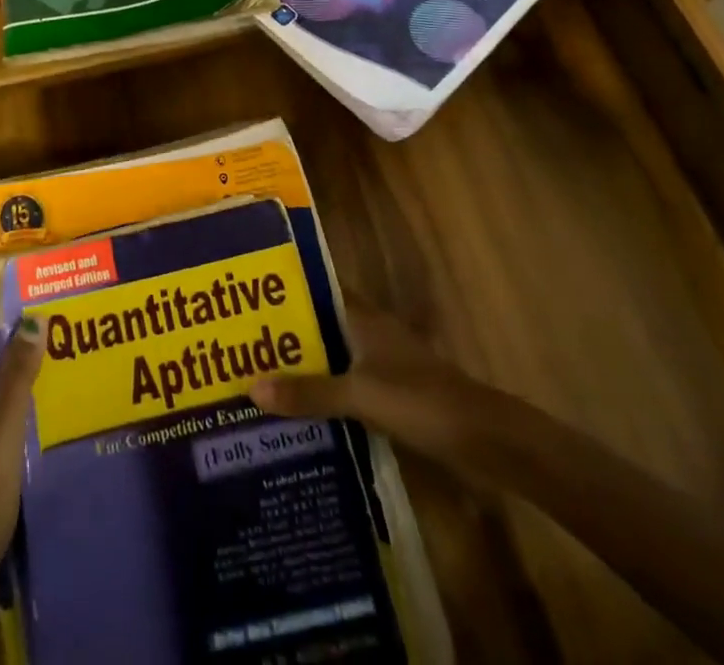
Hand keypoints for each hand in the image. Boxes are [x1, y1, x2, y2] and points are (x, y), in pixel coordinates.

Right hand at [251, 306, 526, 486]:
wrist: (483, 438)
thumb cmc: (421, 400)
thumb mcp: (361, 395)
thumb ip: (310, 392)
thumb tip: (250, 387)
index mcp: (362, 316)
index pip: (318, 287)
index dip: (287, 287)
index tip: (248, 289)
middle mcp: (369, 332)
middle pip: (320, 322)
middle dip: (286, 331)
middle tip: (240, 338)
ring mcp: (381, 363)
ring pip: (332, 354)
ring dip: (303, 363)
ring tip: (258, 374)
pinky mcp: (389, 393)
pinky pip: (344, 383)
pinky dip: (323, 390)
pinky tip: (299, 409)